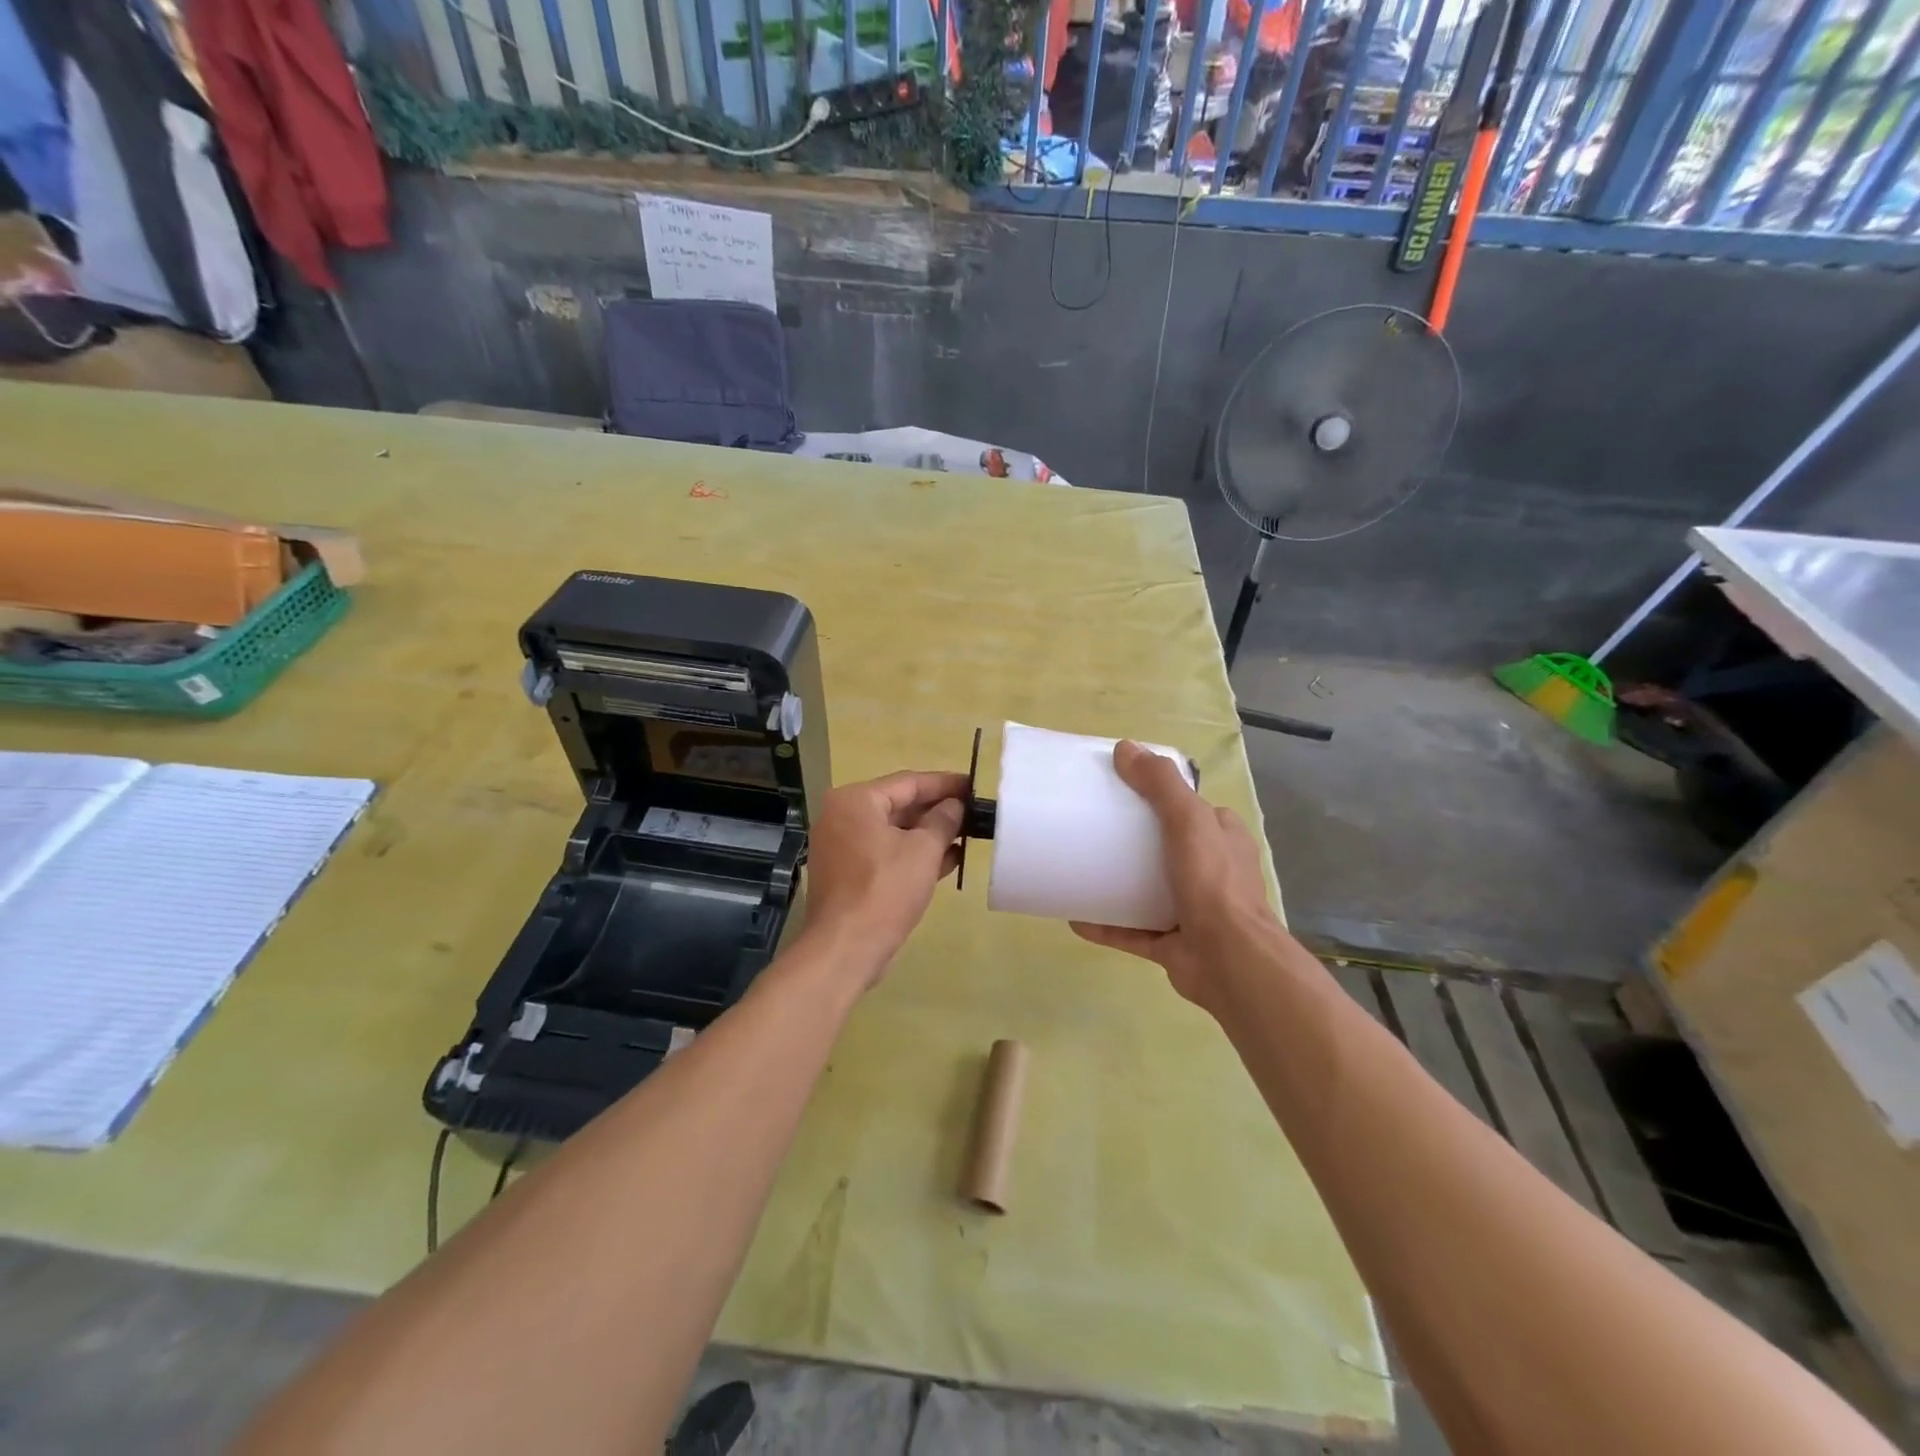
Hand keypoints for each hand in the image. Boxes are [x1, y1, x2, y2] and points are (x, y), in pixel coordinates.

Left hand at [802, 770, 967, 983]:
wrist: (845, 949)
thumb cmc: (885, 890)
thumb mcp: (923, 850)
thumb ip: (943, 820)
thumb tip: (955, 806)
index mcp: (855, 800)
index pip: (908, 782)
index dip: (945, 784)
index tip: (974, 786)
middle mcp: (842, 817)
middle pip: (899, 805)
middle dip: (938, 810)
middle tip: (975, 812)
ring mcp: (842, 847)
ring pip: (894, 831)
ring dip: (930, 834)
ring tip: (968, 835)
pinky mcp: (848, 874)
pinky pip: (886, 853)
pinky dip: (913, 854)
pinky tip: (948, 860)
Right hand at [1071, 741, 1281, 1012]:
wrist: (1229, 961)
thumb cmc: (1213, 883)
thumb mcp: (1189, 820)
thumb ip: (1160, 784)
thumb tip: (1126, 748)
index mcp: (1223, 840)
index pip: (1192, 810)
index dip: (1161, 797)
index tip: (1121, 790)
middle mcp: (1212, 873)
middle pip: (1166, 849)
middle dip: (1133, 841)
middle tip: (1094, 829)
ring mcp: (1192, 911)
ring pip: (1149, 891)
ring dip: (1118, 883)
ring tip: (1081, 869)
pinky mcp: (1172, 944)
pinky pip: (1132, 930)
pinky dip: (1106, 923)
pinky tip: (1075, 916)